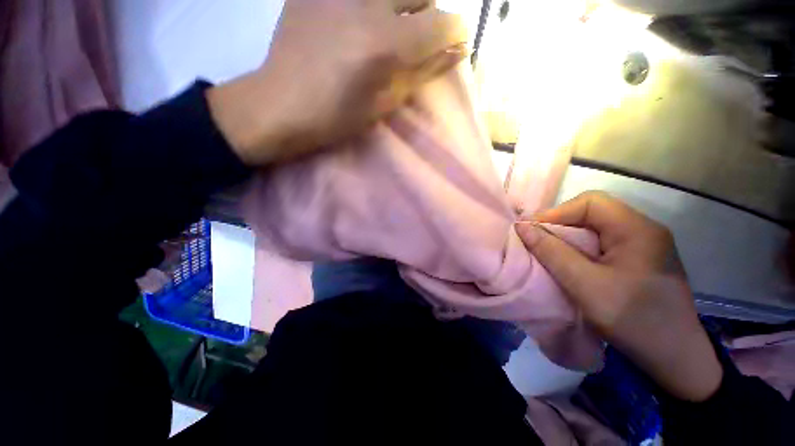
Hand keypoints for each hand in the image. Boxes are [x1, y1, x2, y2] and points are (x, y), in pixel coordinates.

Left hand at [208, 0, 466, 165]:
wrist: (280, 104)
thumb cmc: (337, 117)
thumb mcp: (385, 103)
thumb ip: (423, 73)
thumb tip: (458, 50)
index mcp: (386, 45)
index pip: (444, 23)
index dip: (454, 35)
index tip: (450, 47)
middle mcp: (368, 4)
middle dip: (428, 16)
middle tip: (413, 40)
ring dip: (401, 7)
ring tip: (384, 30)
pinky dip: (369, 8)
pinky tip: (353, 23)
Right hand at [517, 191, 722, 401]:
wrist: (675, 359)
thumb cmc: (633, 320)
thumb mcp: (585, 285)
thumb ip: (551, 252)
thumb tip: (522, 227)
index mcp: (637, 229)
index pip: (590, 203)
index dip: (556, 212)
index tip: (531, 231)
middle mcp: (643, 230)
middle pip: (593, 213)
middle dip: (560, 225)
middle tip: (537, 242)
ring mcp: (644, 246)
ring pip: (596, 229)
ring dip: (569, 238)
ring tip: (549, 252)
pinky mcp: (640, 261)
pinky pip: (603, 244)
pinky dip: (580, 249)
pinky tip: (571, 263)